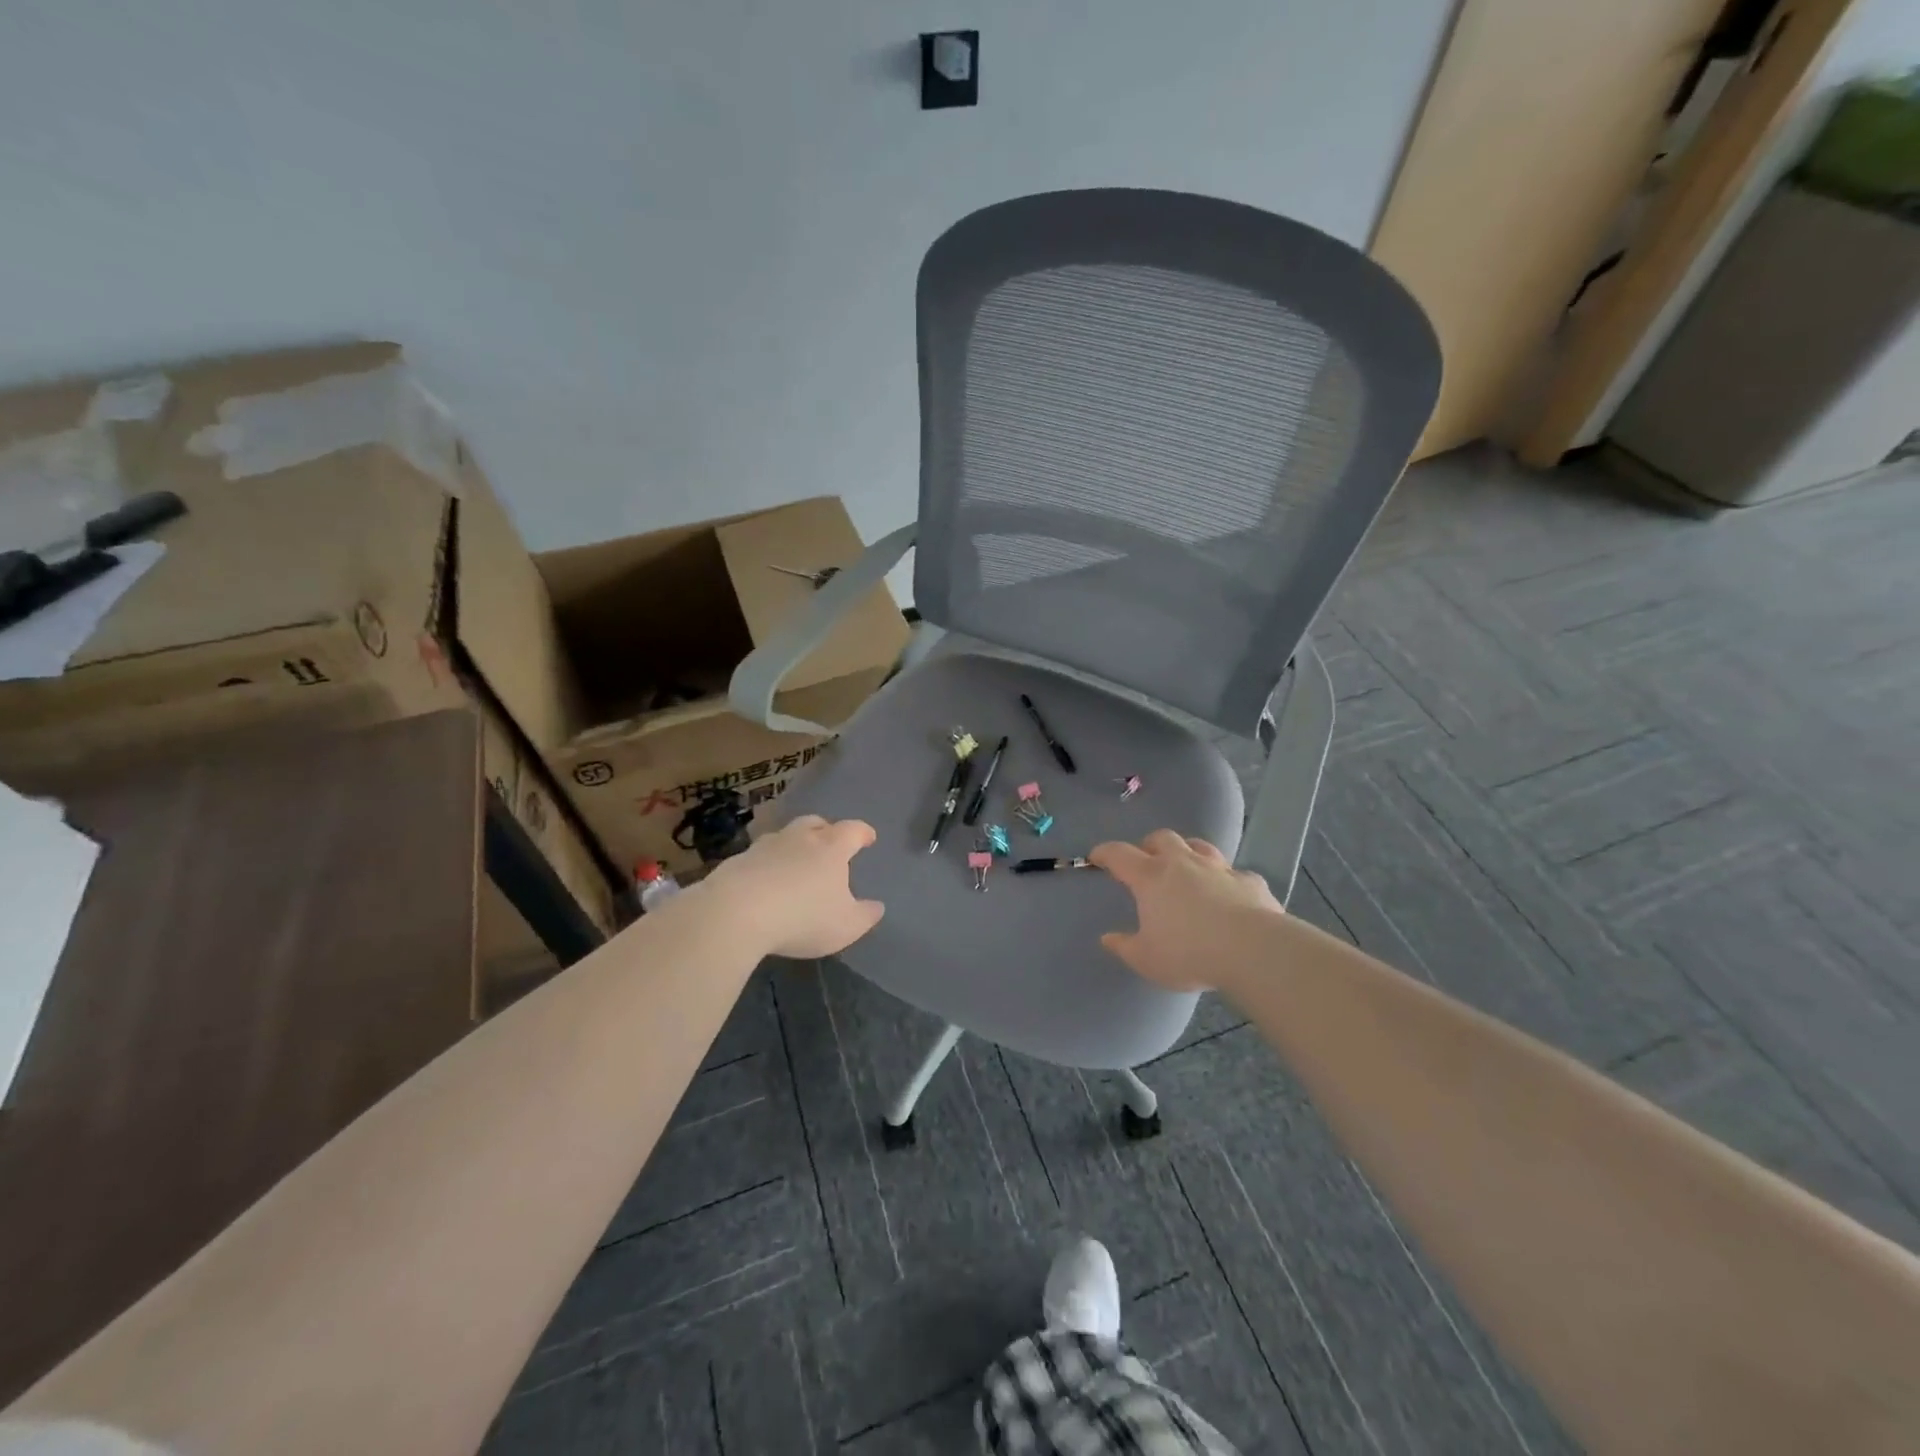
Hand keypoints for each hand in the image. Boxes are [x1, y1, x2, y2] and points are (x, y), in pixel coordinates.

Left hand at [703, 815, 885, 957]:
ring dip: (793, 845)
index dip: (863, 833)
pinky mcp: (737, 860)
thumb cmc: (802, 916)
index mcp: (831, 848)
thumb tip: (877, 906)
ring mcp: (765, 846)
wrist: (736, 912)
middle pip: (815, 823)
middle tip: (830, 843)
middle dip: (825, 830)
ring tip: (795, 862)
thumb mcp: (845, 926)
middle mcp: (799, 838)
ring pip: (784, 836)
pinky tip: (764, 881)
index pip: (853, 831)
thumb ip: (865, 915)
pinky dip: (766, 863)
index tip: (869, 838)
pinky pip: (758, 856)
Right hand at [1090, 830, 1282, 991]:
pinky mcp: (1249, 882)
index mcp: (1151, 878)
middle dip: (1150, 845)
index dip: (1105, 853)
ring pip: (1200, 846)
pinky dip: (1228, 880)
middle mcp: (1183, 864)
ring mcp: (1219, 869)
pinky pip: (1235, 874)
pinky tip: (1230, 895)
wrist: (1253, 950)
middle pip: (1162, 839)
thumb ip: (1125, 947)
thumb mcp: (1147, 959)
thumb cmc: (1189, 953)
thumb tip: (1108, 938)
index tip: (1097, 856)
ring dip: (1188, 852)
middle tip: (1146, 858)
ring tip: (1186, 866)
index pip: (1120, 855)